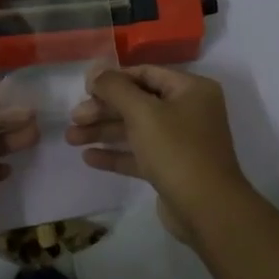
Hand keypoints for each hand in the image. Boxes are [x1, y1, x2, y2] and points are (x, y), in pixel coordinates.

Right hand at [65, 66, 252, 244]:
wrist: (207, 209)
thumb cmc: (176, 151)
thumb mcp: (142, 112)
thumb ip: (115, 88)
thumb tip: (94, 68)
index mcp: (191, 90)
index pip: (146, 74)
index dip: (113, 79)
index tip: (84, 89)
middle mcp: (188, 111)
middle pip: (138, 102)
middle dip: (103, 109)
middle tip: (73, 118)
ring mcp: (181, 142)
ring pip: (136, 130)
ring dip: (104, 132)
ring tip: (71, 139)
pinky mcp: (171, 169)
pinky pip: (140, 154)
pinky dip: (116, 154)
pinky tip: (89, 158)